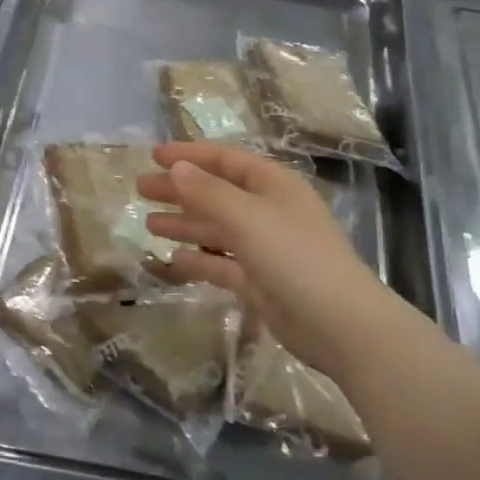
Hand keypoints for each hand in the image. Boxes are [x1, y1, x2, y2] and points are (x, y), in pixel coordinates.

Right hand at [138, 141, 392, 379]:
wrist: (339, 324)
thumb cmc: (294, 256)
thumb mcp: (248, 217)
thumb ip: (208, 193)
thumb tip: (176, 169)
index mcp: (271, 184)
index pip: (224, 160)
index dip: (189, 155)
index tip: (153, 156)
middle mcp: (267, 210)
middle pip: (216, 193)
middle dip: (179, 190)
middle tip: (140, 189)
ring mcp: (265, 248)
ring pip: (216, 229)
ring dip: (184, 223)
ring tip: (147, 223)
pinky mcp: (260, 282)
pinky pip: (222, 264)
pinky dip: (199, 259)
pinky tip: (173, 258)